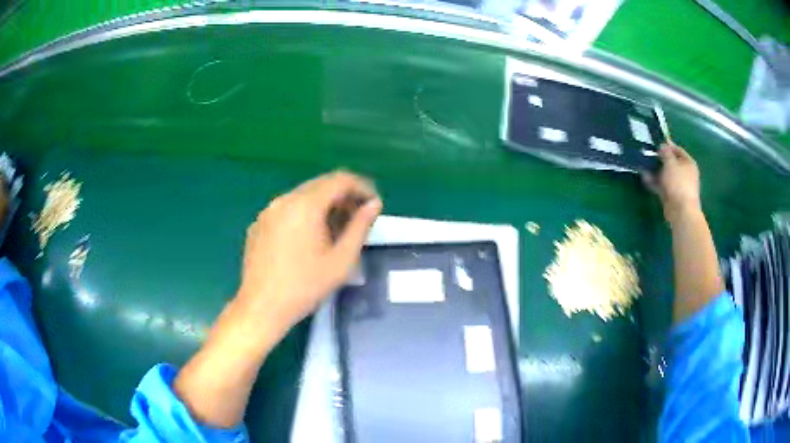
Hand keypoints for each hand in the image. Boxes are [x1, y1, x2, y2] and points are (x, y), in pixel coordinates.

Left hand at [237, 171, 381, 335]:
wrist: (261, 307)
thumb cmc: (305, 286)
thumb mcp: (341, 260)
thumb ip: (360, 227)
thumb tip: (374, 204)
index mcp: (305, 205)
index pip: (340, 180)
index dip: (362, 187)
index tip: (374, 205)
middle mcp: (284, 200)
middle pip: (321, 185)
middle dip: (344, 196)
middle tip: (358, 218)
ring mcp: (268, 211)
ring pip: (303, 196)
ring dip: (324, 205)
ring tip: (336, 230)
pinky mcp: (259, 224)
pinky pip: (287, 209)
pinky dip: (305, 214)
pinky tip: (308, 238)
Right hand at [643, 143, 701, 223]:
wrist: (681, 211)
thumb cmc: (678, 183)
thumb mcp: (671, 162)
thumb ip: (665, 152)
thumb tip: (662, 146)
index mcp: (688, 163)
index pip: (678, 150)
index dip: (667, 145)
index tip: (656, 142)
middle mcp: (685, 173)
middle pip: (671, 162)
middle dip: (659, 159)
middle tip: (648, 154)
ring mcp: (678, 185)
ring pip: (665, 174)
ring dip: (655, 170)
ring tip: (643, 165)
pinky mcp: (671, 196)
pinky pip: (661, 185)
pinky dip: (654, 182)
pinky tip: (645, 178)